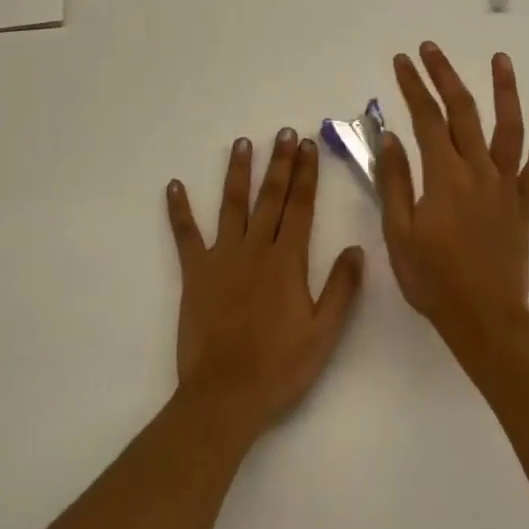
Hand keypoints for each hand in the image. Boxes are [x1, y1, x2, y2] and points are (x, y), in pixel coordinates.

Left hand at [165, 129, 365, 439]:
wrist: (225, 396)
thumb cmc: (279, 367)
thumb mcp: (324, 334)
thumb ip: (342, 288)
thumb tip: (356, 247)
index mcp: (287, 261)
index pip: (300, 207)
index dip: (306, 174)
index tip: (309, 145)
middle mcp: (255, 249)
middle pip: (270, 197)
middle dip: (279, 162)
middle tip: (284, 132)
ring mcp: (222, 257)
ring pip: (231, 205)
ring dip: (237, 172)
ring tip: (242, 143)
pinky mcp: (195, 272)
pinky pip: (185, 235)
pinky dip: (179, 210)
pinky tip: (173, 186)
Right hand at [378, 44, 528, 356]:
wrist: (486, 320)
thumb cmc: (434, 280)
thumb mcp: (399, 233)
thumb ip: (395, 181)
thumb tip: (391, 136)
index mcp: (444, 176)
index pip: (426, 118)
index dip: (413, 86)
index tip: (402, 61)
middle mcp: (478, 170)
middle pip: (463, 112)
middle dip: (445, 75)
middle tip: (431, 48)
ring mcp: (505, 186)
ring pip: (508, 129)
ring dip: (504, 91)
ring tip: (501, 59)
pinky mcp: (523, 204)